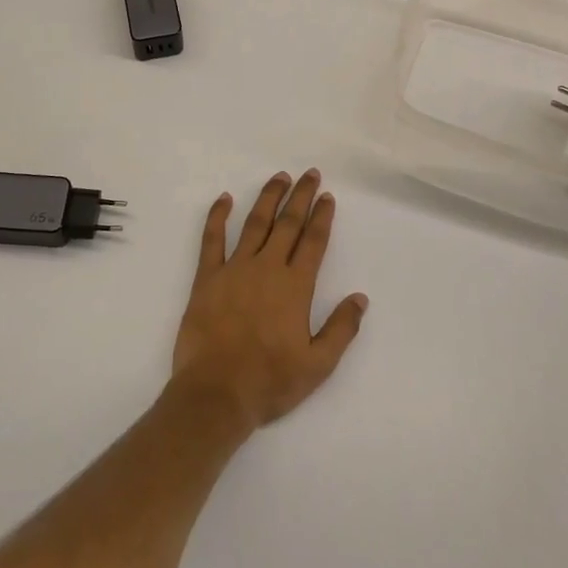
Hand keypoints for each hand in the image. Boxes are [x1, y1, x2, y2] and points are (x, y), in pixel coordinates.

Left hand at [171, 169, 367, 428]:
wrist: (216, 393)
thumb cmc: (270, 381)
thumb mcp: (318, 365)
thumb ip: (341, 328)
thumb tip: (360, 297)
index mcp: (295, 286)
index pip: (313, 241)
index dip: (321, 217)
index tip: (327, 196)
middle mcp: (267, 268)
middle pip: (287, 224)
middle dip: (300, 196)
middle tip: (310, 173)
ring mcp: (234, 269)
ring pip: (255, 223)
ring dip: (268, 198)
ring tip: (279, 177)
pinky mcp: (207, 278)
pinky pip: (212, 239)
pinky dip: (217, 216)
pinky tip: (224, 198)